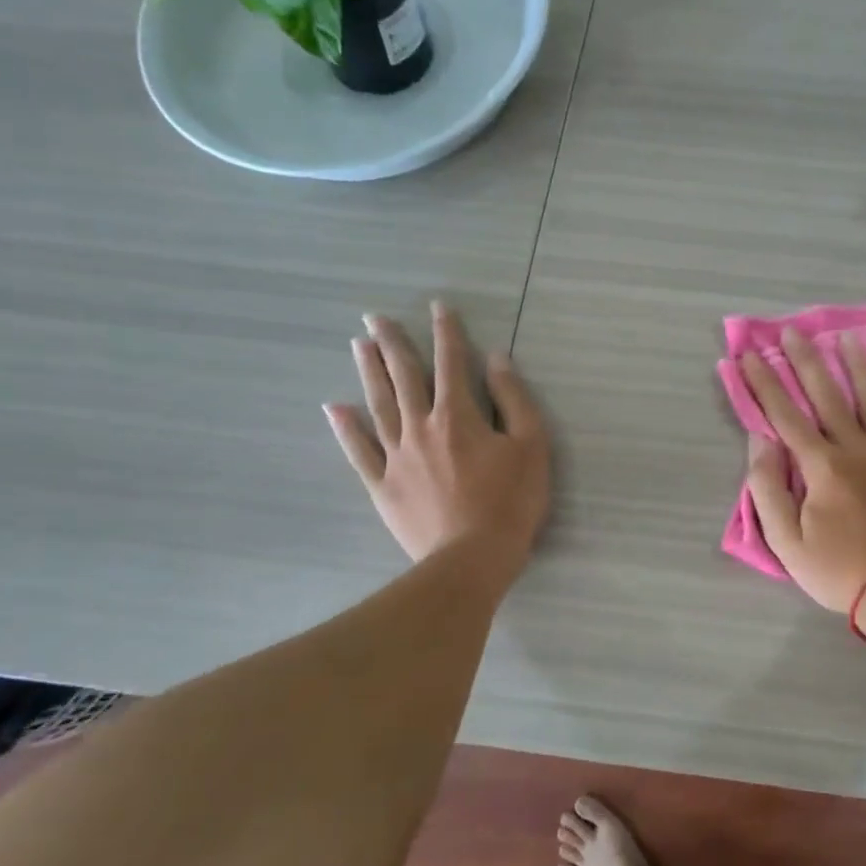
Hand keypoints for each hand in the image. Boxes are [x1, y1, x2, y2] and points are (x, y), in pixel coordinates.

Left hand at [325, 303, 549, 594]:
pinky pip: (359, 451)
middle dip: (392, 343)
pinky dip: (346, 428)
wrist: (471, 559)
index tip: (438, 307)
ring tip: (357, 345)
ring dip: (368, 372)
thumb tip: (496, 359)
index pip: (451, 363)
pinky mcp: (382, 485)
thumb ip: (514, 399)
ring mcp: (396, 456)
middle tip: (374, 317)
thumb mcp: (531, 446)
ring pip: (379, 405)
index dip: (446, 332)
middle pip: (404, 377)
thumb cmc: (510, 502)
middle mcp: (421, 427)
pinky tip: (334, 408)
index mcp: (459, 415)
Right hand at [740, 328, 865, 612]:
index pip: (784, 416)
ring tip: (847, 337)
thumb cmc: (840, 572)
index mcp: (821, 467)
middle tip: (792, 331)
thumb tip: (760, 442)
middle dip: (805, 362)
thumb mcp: (787, 542)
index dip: (763, 384)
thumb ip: (769, 489)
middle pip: (827, 397)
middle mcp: (856, 449)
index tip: (747, 356)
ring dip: (858, 367)